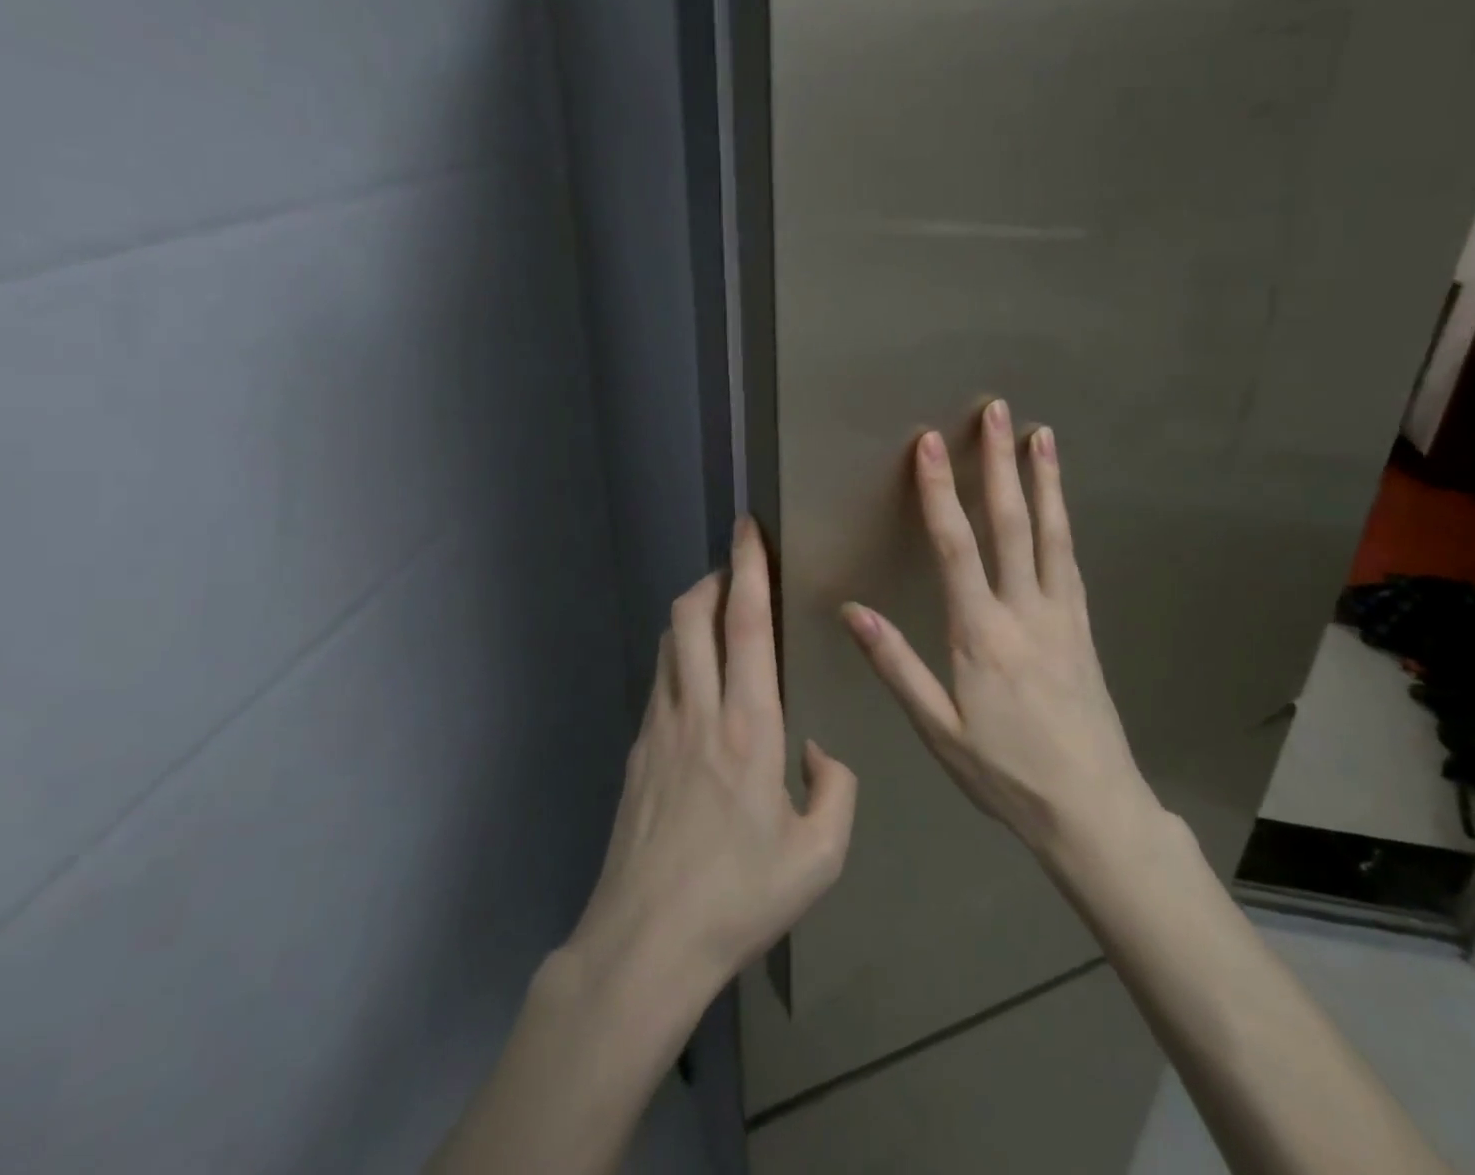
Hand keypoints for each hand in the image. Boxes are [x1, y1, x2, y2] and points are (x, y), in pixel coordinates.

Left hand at [565, 518, 857, 1009]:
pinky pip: (659, 678)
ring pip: (669, 642)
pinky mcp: (637, 749)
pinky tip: (698, 678)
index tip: (749, 529)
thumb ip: (836, 790)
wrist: (645, 944)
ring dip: (693, 612)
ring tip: (719, 613)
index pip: (747, 624)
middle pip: (692, 615)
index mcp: (750, 726)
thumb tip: (818, 752)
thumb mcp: (820, 856)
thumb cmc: (739, 899)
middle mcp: (699, 711)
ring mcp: (659, 727)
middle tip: (738, 568)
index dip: (748, 568)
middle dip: (714, 577)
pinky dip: (678, 654)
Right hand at [840, 400, 1156, 860]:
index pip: (955, 546)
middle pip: (1011, 524)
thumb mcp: (938, 730)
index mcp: (981, 634)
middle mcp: (1025, 611)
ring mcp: (1062, 616)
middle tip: (998, 412)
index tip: (929, 443)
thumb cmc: (1005, 773)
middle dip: (999, 464)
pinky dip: (1063, 522)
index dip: (939, 491)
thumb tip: (852, 610)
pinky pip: (1070, 562)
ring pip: (1051, 534)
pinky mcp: (1084, 628)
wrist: (1093, 809)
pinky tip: (1060, 505)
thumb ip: (897, 666)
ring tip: (1042, 435)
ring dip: (1044, 481)